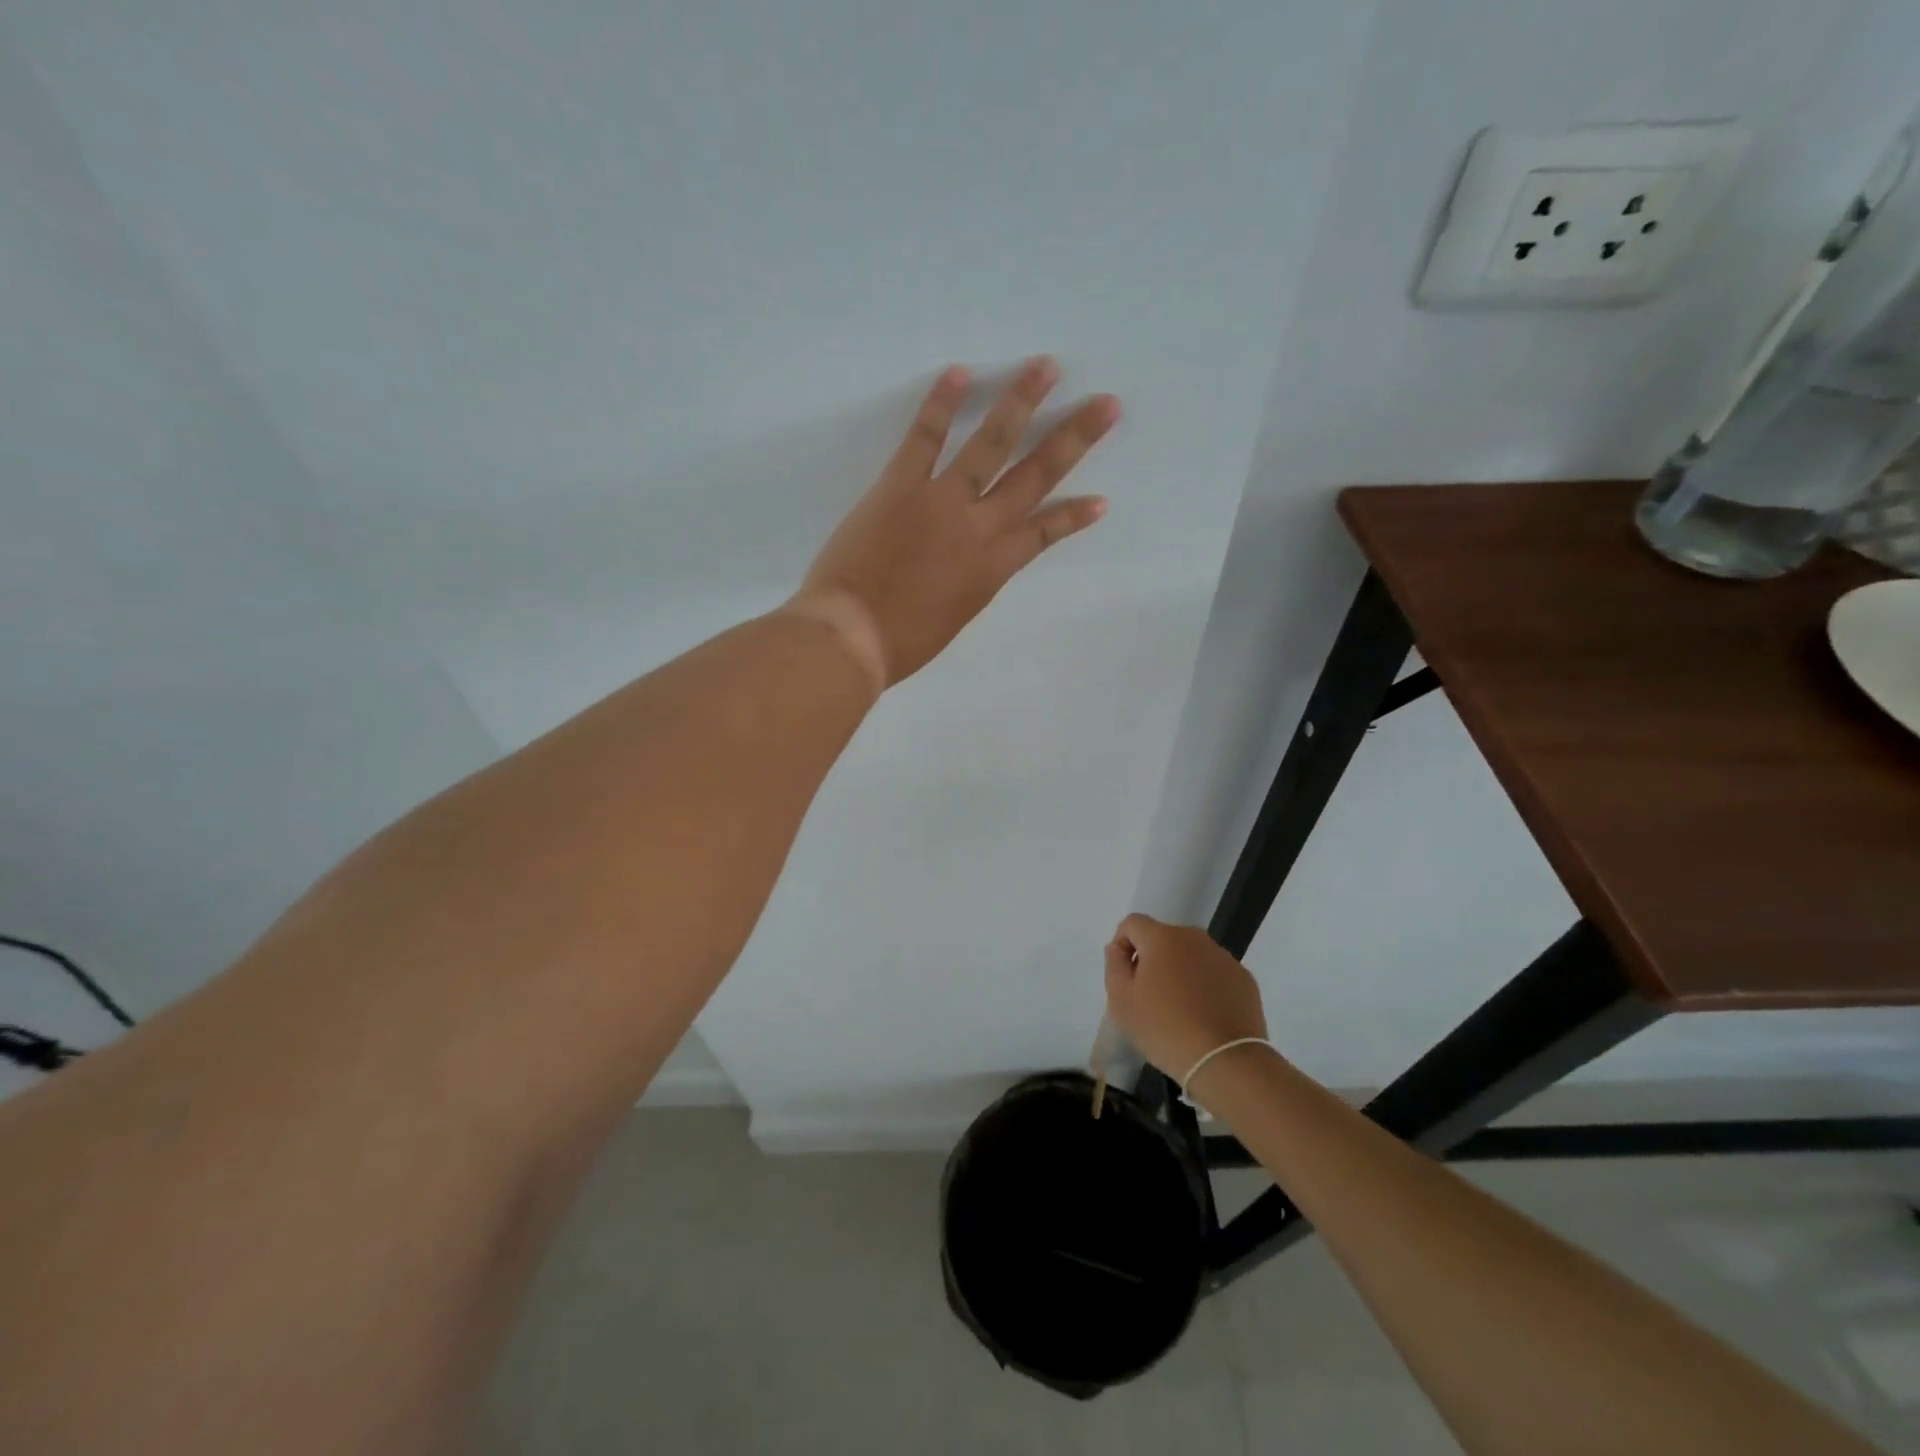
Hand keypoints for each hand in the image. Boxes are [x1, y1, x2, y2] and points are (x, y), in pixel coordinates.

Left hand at [785, 358, 1118, 688]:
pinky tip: (960, 371)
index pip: (1045, 532)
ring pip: (991, 443)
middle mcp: (980, 527)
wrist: (851, 638)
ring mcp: (942, 501)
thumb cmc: (902, 643)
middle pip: (1036, 475)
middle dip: (1075, 437)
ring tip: (1047, 366)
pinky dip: (941, 404)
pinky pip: (925, 438)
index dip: (1074, 516)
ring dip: (1022, 400)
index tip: (1101, 500)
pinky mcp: (900, 486)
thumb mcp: (955, 617)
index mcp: (994, 568)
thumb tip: (976, 562)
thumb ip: (972, 583)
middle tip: (1107, 403)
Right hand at [1104, 914, 1267, 1085]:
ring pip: (1191, 956)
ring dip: (1181, 972)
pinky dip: (1206, 986)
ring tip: (1180, 1010)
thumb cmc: (1165, 1029)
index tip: (1126, 977)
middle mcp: (1194, 938)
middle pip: (1163, 938)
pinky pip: (1215, 973)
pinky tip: (1205, 1017)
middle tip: (1150, 997)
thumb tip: (1118, 948)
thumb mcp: (1121, 1002)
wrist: (1226, 1062)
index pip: (1132, 923)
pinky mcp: (1244, 979)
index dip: (1123, 945)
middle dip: (1153, 960)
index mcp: (1162, 937)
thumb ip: (1114, 966)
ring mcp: (1223, 957)